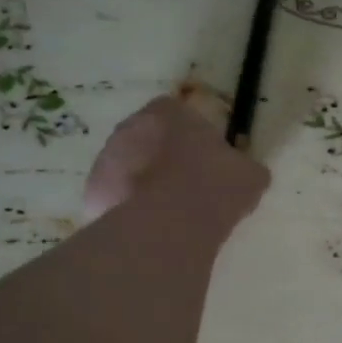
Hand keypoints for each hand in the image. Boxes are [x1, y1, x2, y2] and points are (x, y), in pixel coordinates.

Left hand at [84, 96, 269, 226]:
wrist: (170, 225)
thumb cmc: (214, 188)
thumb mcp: (249, 176)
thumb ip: (244, 168)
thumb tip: (247, 173)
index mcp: (168, 112)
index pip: (176, 113)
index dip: (191, 137)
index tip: (205, 161)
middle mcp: (130, 127)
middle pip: (147, 139)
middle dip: (162, 159)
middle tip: (185, 188)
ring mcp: (105, 159)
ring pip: (127, 169)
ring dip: (142, 184)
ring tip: (168, 215)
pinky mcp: (92, 193)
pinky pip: (114, 198)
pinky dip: (127, 210)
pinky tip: (148, 230)